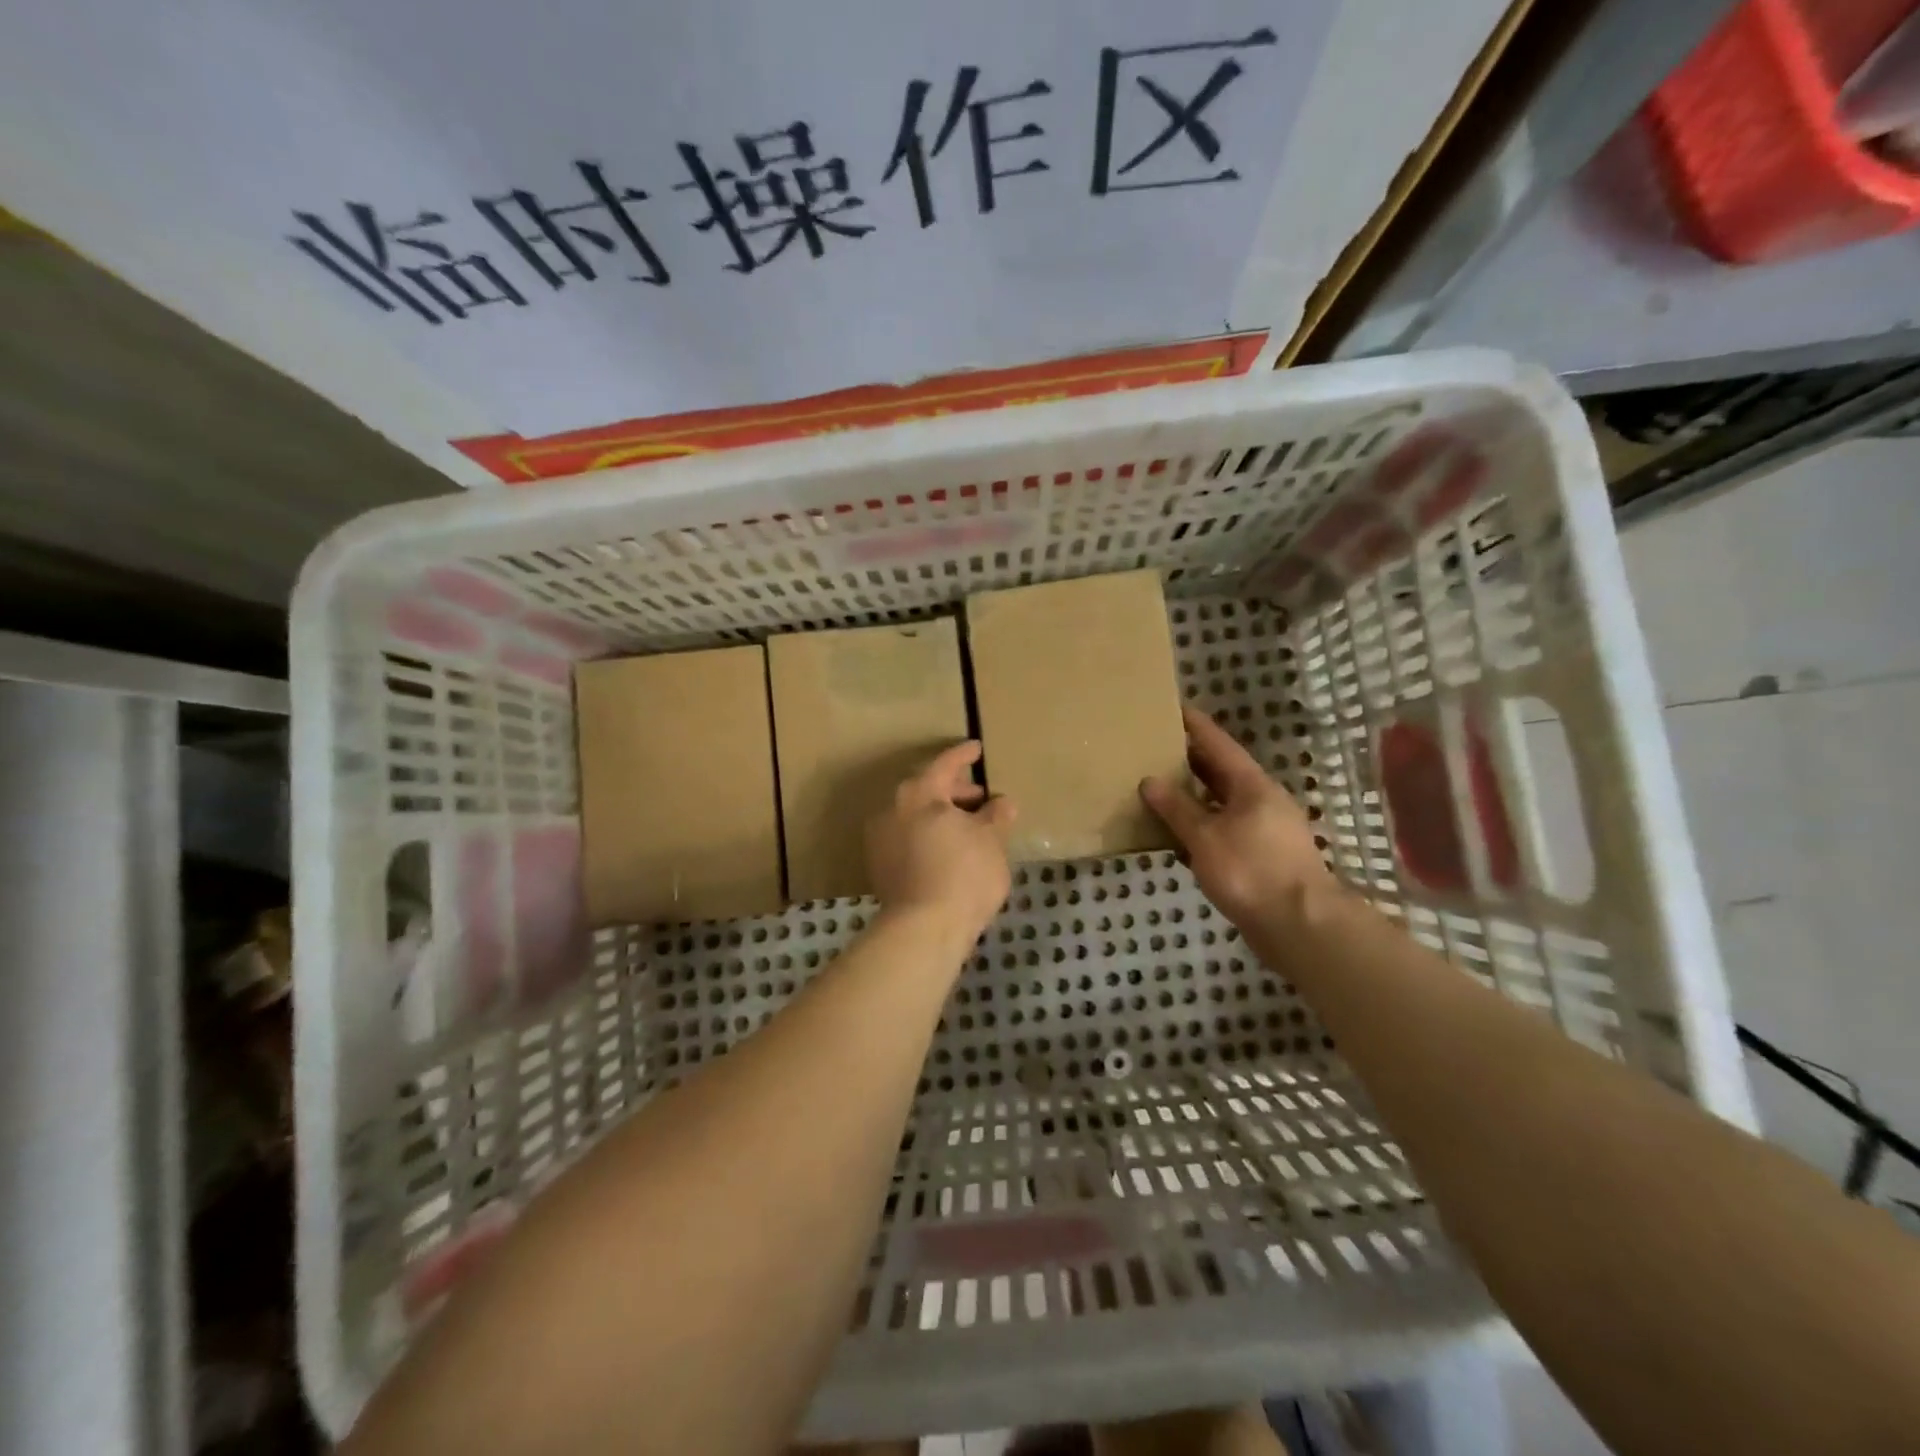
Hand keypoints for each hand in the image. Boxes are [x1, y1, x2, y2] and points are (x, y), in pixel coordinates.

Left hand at [866, 741, 1015, 940]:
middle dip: (954, 791)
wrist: (923, 928)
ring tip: (968, 827)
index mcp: (920, 793)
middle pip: (926, 789)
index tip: (977, 749)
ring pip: (914, 816)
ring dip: (940, 816)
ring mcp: (880, 839)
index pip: (945, 764)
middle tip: (979, 797)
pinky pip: (907, 838)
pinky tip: (948, 850)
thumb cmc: (964, 873)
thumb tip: (1002, 803)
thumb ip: (996, 816)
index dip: (963, 755)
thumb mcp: (992, 841)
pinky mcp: (879, 867)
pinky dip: (928, 836)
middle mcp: (893, 809)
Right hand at [1140, 706, 1335, 930]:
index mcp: (1252, 786)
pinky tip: (1176, 837)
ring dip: (1192, 798)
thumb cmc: (1252, 871)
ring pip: (1220, 804)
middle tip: (1154, 749)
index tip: (1173, 707)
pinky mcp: (1260, 859)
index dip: (1195, 725)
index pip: (1219, 744)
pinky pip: (1223, 832)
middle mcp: (1260, 801)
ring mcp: (1263, 831)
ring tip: (1157, 790)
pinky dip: (1199, 828)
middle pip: (1220, 772)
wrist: (1300, 926)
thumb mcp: (1205, 837)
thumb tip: (1150, 781)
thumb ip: (1177, 808)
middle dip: (1189, 761)